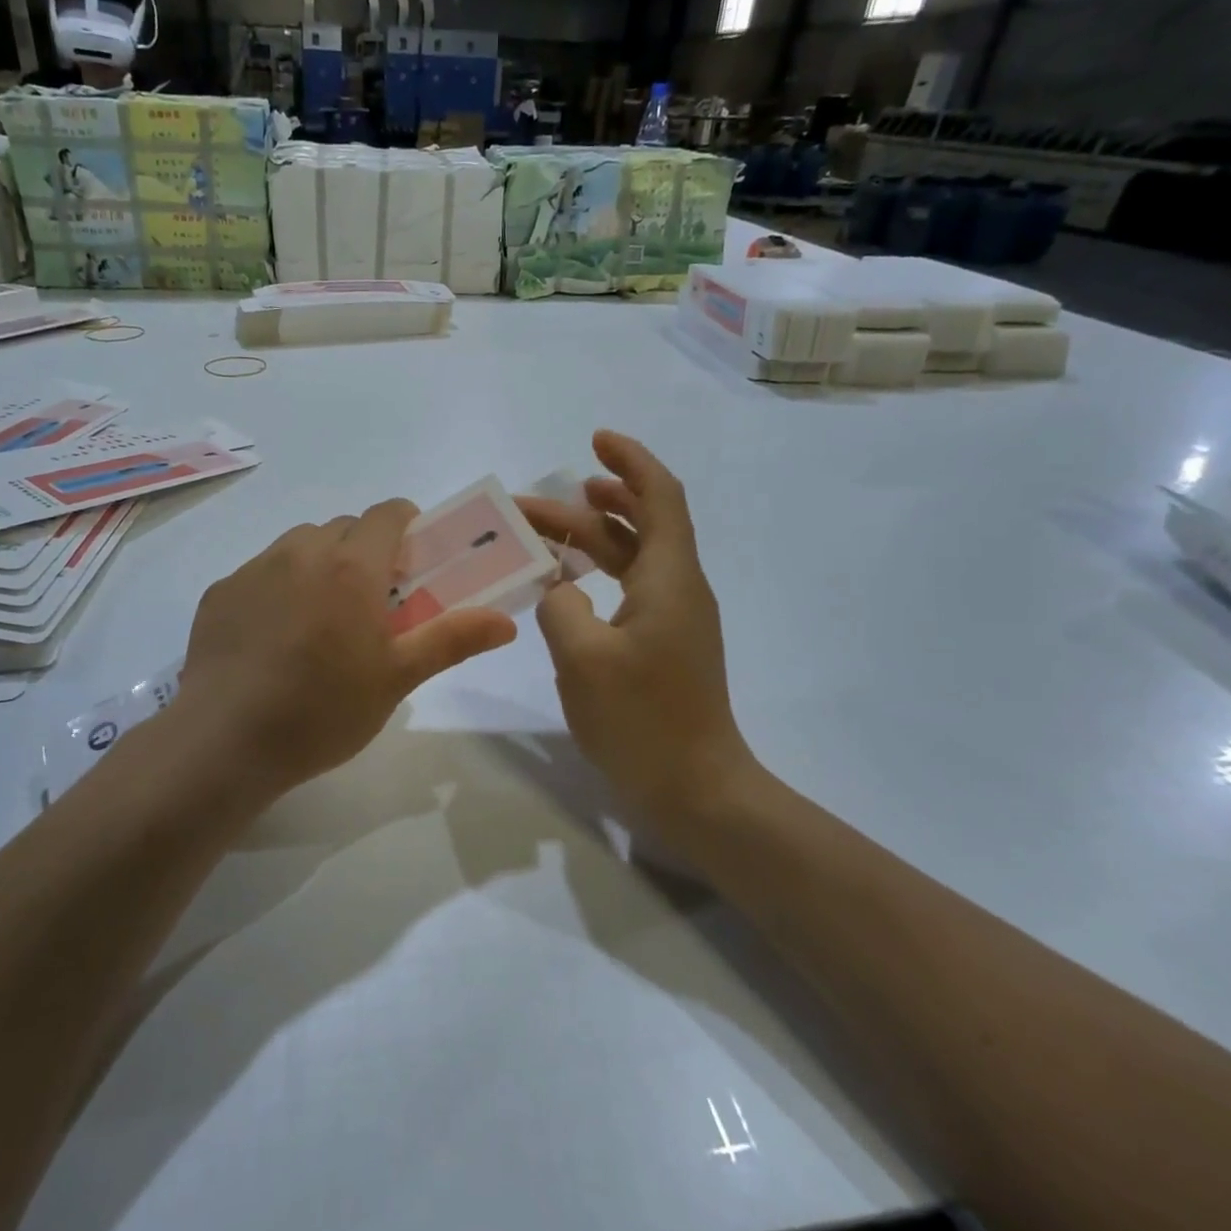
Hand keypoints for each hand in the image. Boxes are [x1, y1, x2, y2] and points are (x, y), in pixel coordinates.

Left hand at [179, 500, 517, 798]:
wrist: (225, 741)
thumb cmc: (324, 709)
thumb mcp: (397, 678)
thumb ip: (452, 640)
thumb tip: (507, 622)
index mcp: (352, 565)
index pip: (389, 512)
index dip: (409, 526)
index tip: (414, 564)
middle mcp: (302, 551)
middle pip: (346, 528)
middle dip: (367, 552)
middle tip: (373, 603)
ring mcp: (255, 568)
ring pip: (301, 545)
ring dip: (322, 564)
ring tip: (322, 620)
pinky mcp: (221, 592)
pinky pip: (262, 571)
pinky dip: (280, 586)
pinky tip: (275, 638)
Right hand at [517, 431, 753, 834]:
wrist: (695, 789)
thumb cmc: (642, 720)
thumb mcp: (583, 658)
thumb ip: (560, 606)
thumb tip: (558, 587)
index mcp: (670, 578)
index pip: (659, 497)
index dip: (631, 462)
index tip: (596, 440)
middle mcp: (678, 588)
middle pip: (639, 524)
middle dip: (590, 505)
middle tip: (535, 506)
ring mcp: (673, 619)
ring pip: (633, 557)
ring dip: (591, 538)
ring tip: (545, 531)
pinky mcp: (663, 645)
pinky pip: (629, 589)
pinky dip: (597, 573)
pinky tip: (564, 585)